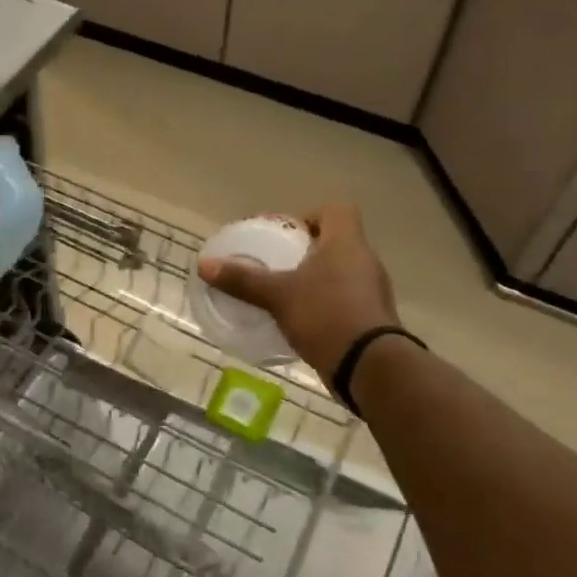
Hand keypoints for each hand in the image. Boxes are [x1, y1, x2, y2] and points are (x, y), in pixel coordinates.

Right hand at [197, 204, 400, 377]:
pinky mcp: (372, 318)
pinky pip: (345, 299)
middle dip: (304, 251)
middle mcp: (365, 260)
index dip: (310, 216)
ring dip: (314, 279)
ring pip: (340, 272)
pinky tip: (300, 321)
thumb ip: (242, 279)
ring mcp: (372, 291)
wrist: (369, 366)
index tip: (284, 235)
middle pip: (335, 242)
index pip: (336, 211)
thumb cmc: (325, 315)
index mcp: (346, 243)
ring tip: (284, 294)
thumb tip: (204, 265)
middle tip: (276, 265)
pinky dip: (324, 304)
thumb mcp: (277, 296)